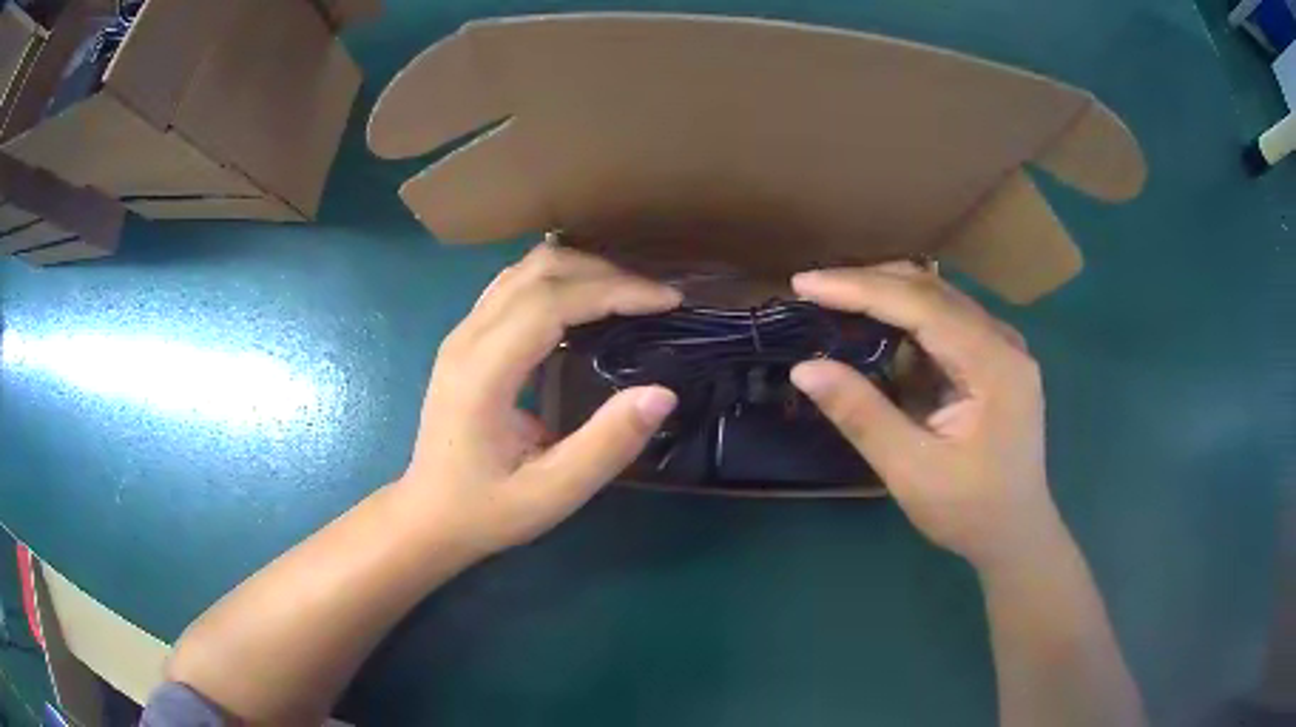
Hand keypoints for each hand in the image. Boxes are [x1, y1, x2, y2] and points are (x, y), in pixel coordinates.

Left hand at [397, 243, 680, 557]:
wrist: (427, 517)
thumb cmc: (484, 510)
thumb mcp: (551, 494)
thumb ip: (607, 445)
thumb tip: (662, 393)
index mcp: (483, 372)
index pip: (551, 301)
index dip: (614, 290)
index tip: (666, 301)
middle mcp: (467, 338)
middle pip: (539, 270)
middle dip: (605, 273)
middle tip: (655, 298)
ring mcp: (463, 333)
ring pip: (525, 270)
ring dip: (582, 270)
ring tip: (630, 295)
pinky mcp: (466, 339)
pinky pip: (515, 286)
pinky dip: (559, 281)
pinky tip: (586, 303)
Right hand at [789, 263, 1065, 569]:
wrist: (1015, 534)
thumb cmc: (969, 511)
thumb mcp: (911, 470)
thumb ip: (862, 415)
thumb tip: (804, 368)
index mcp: (993, 364)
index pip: (921, 304)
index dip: (859, 289)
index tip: (804, 285)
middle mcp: (1003, 341)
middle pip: (932, 289)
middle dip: (869, 283)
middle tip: (813, 289)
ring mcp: (1002, 348)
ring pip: (939, 299)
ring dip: (886, 296)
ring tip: (836, 301)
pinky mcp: (994, 360)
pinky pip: (946, 322)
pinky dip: (906, 319)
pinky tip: (877, 328)